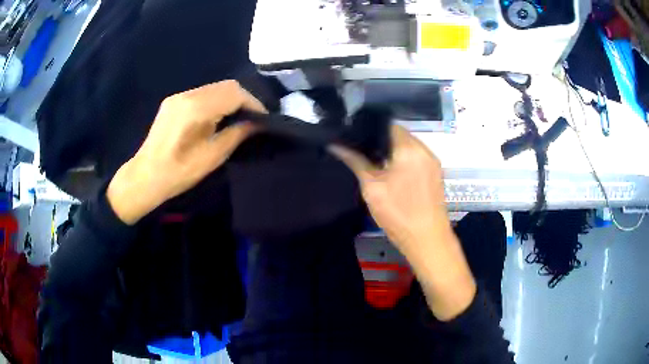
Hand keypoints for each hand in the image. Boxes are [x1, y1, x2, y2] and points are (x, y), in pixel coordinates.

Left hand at [107, 80, 265, 224]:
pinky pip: (202, 94)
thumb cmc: (177, 173)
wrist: (144, 177)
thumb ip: (236, 135)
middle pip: (225, 85)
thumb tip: (256, 124)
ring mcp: (178, 96)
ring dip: (230, 99)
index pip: (234, 93)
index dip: (253, 103)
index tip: (263, 119)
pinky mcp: (173, 102)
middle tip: (253, 118)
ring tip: (238, 118)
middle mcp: (187, 95)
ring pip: (214, 88)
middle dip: (244, 99)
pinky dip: (216, 101)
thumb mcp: (212, 157)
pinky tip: (218, 117)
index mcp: (196, 108)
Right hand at [329, 125, 447, 255]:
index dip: (371, 129)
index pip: (388, 125)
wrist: (427, 239)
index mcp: (409, 148)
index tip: (357, 138)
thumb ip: (355, 161)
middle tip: (364, 153)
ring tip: (376, 164)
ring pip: (409, 147)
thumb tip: (336, 145)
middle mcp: (425, 149)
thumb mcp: (372, 188)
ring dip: (394, 152)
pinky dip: (405, 161)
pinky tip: (394, 175)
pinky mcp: (436, 174)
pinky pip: (417, 158)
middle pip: (400, 135)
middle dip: (382, 142)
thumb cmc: (398, 213)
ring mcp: (433, 162)